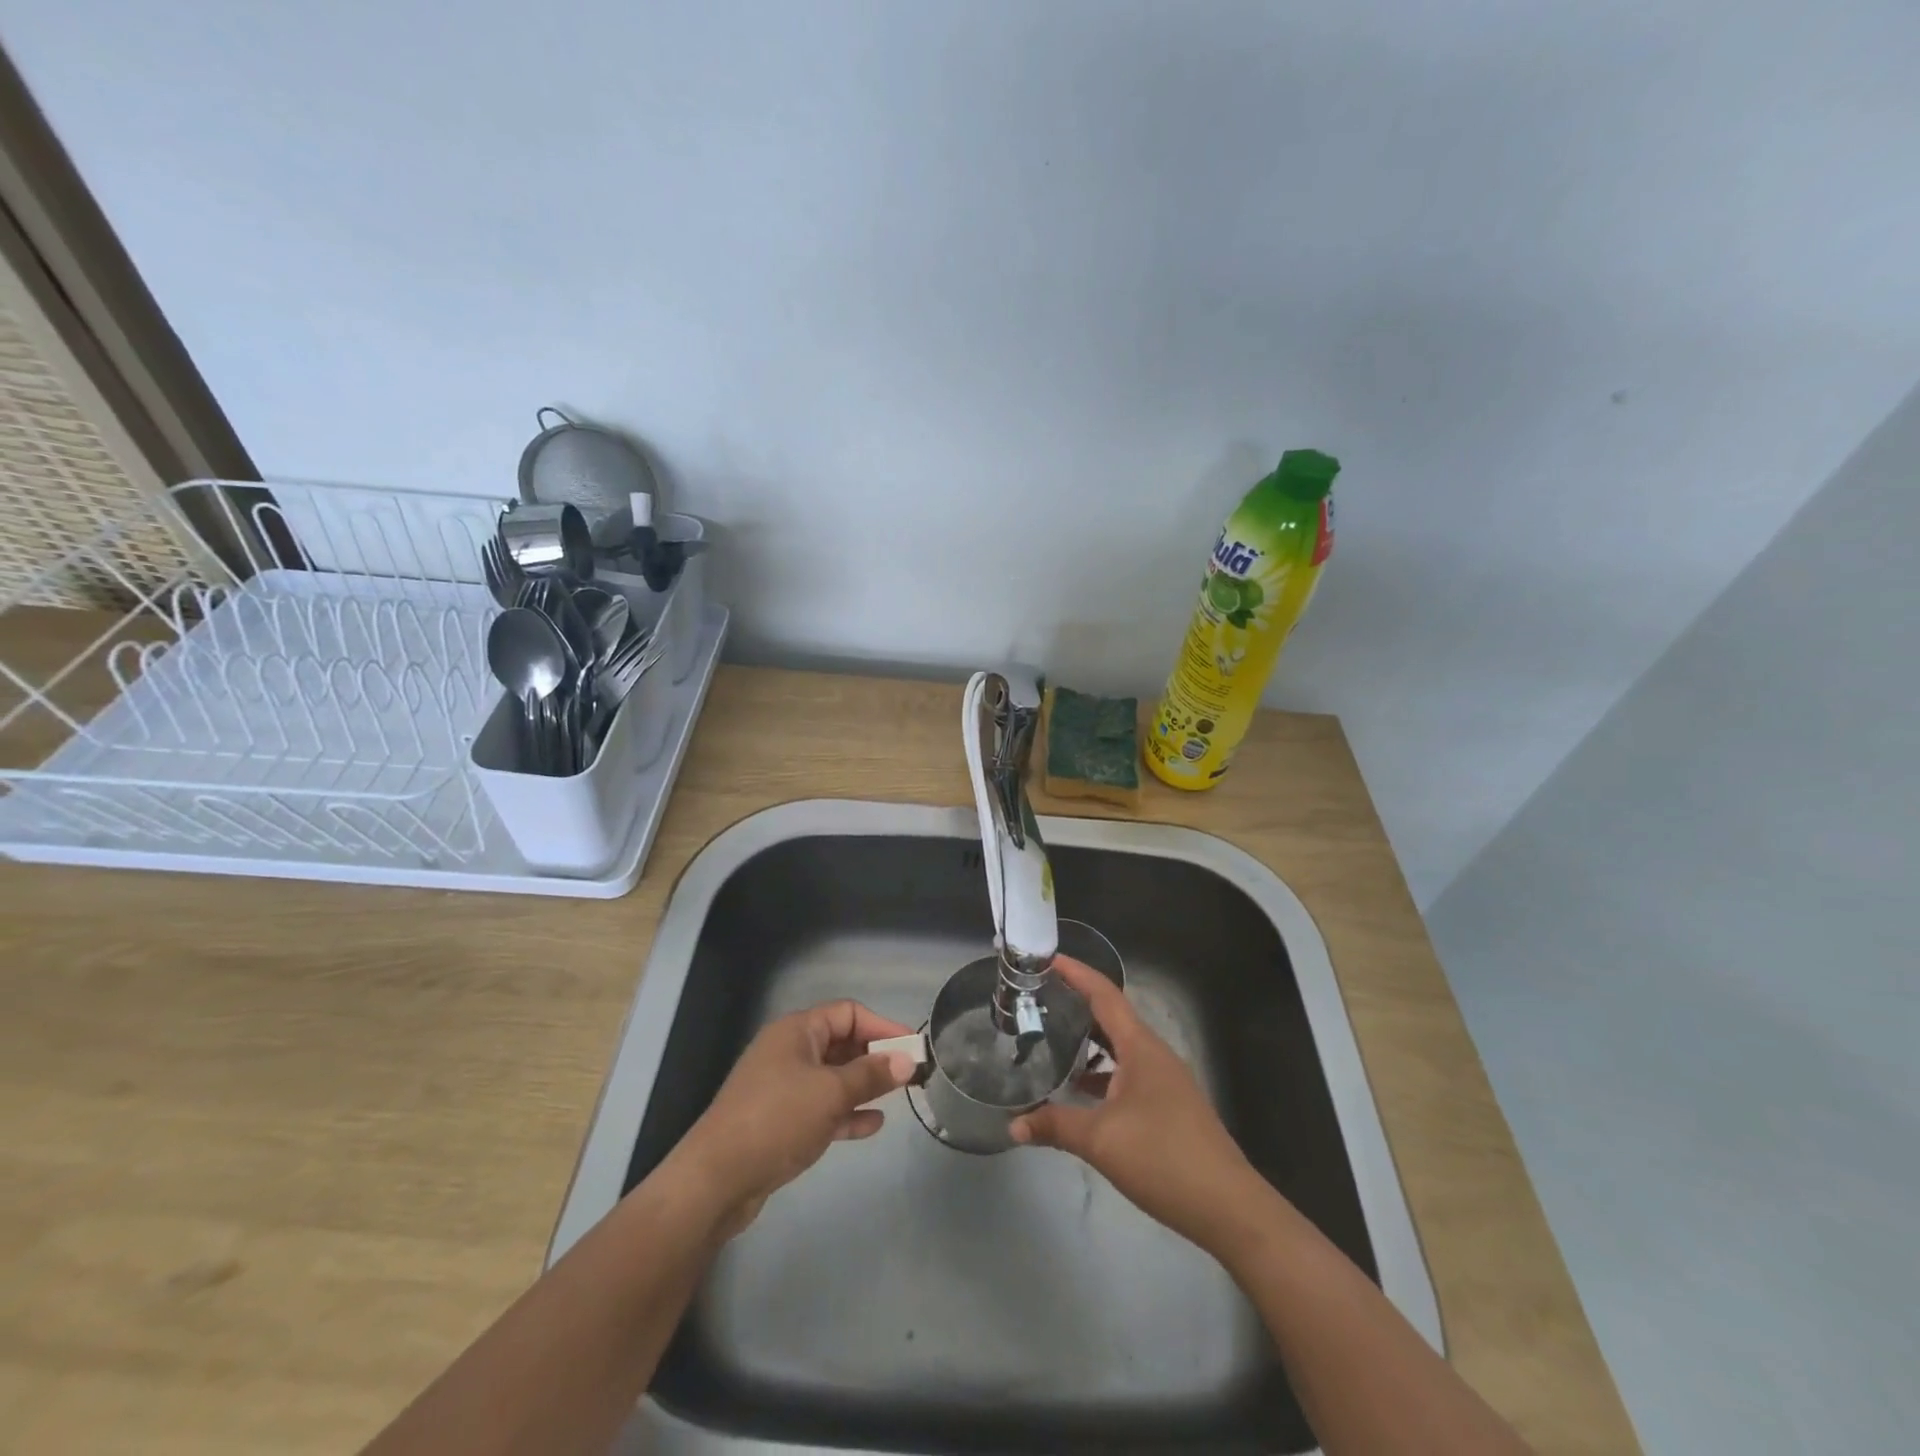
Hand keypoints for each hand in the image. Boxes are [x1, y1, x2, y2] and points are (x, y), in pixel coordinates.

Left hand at [669, 1000, 917, 1237]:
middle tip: (909, 1075)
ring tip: (897, 1098)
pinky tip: (872, 1125)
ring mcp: (782, 1087)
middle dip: (875, 1057)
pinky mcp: (779, 1121)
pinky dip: (845, 1113)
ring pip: (832, 1078)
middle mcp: (789, 1051)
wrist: (715, 1180)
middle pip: (840, 1044)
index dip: (882, 1026)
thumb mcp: (830, 1093)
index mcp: (796, 1031)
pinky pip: (821, 1108)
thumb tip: (907, 1060)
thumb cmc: (777, 1119)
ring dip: (863, 1086)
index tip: (912, 1046)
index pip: (848, 1013)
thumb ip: (871, 1074)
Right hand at [1011, 957, 1267, 1256]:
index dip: (1076, 973)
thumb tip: (1013, 1125)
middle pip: (1111, 1016)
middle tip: (1038, 999)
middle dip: (1076, 1004)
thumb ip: (1055, 1126)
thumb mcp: (1101, 1140)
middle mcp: (1154, 1055)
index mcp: (1141, 1047)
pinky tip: (1078, 1092)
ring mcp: (1164, 1081)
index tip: (1046, 959)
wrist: (1228, 1208)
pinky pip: (1127, 1073)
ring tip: (1049, 1039)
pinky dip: (1101, 1073)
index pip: (1104, 994)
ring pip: (1119, 1048)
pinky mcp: (1168, 1106)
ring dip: (1088, 1041)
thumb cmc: (1164, 1158)